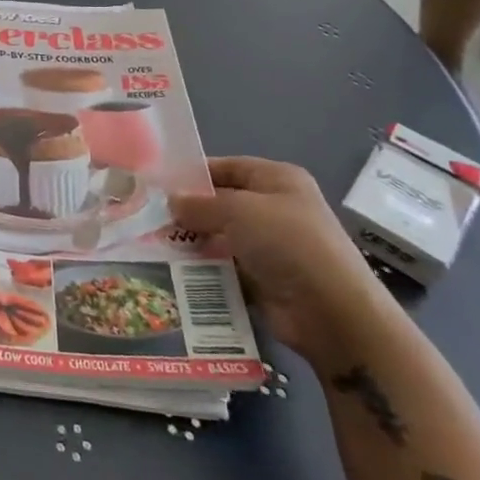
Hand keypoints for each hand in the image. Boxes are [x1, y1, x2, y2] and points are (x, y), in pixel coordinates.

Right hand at [169, 156, 389, 365]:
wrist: (332, 312)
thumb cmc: (288, 243)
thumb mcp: (238, 211)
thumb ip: (200, 204)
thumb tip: (171, 200)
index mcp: (277, 180)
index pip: (227, 167)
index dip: (194, 174)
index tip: (157, 184)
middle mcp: (275, 208)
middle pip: (222, 203)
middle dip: (189, 211)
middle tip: (147, 216)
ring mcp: (271, 246)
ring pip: (220, 236)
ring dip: (193, 241)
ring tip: (152, 243)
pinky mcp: (264, 279)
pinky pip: (226, 267)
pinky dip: (204, 269)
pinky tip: (173, 270)